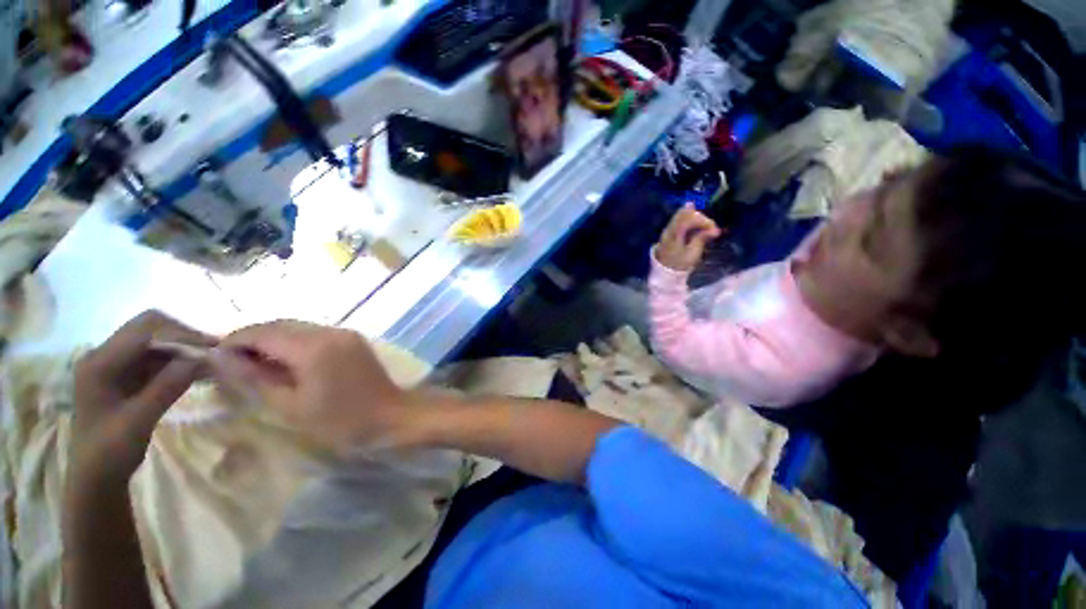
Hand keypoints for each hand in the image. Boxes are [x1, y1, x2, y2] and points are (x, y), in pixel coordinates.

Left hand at [72, 311, 214, 483]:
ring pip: (158, 345)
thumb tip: (204, 357)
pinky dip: (180, 363)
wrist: (96, 477)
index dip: (180, 332)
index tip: (213, 347)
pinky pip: (158, 360)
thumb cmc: (109, 450)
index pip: (144, 328)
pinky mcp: (127, 377)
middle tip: (216, 354)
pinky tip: (200, 373)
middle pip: (152, 330)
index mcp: (100, 362)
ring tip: (213, 365)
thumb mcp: (139, 420)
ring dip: (185, 352)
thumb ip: (168, 386)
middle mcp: (106, 356)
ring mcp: (116, 366)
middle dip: (186, 339)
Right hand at [211, 321, 408, 450]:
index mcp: (314, 346)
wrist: (392, 415)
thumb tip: (221, 358)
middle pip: (280, 325)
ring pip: (298, 328)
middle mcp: (330, 331)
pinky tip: (286, 362)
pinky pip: (316, 334)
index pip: (262, 331)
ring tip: (255, 365)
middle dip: (252, 339)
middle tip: (232, 364)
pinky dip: (295, 343)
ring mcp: (345, 333)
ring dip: (273, 340)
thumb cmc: (341, 419)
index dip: (234, 341)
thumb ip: (256, 378)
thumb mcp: (291, 405)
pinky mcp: (353, 339)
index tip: (213, 358)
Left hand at [654, 204, 722, 271]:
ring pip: (683, 215)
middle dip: (701, 218)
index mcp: (674, 234)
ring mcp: (668, 229)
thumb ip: (701, 239)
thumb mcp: (692, 254)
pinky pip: (681, 220)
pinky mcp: (670, 230)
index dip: (704, 221)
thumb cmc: (679, 264)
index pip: (689, 218)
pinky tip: (698, 230)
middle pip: (686, 213)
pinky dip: (691, 222)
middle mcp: (669, 228)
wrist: (664, 271)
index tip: (715, 230)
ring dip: (697, 220)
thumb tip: (715, 230)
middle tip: (711, 230)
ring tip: (706, 230)